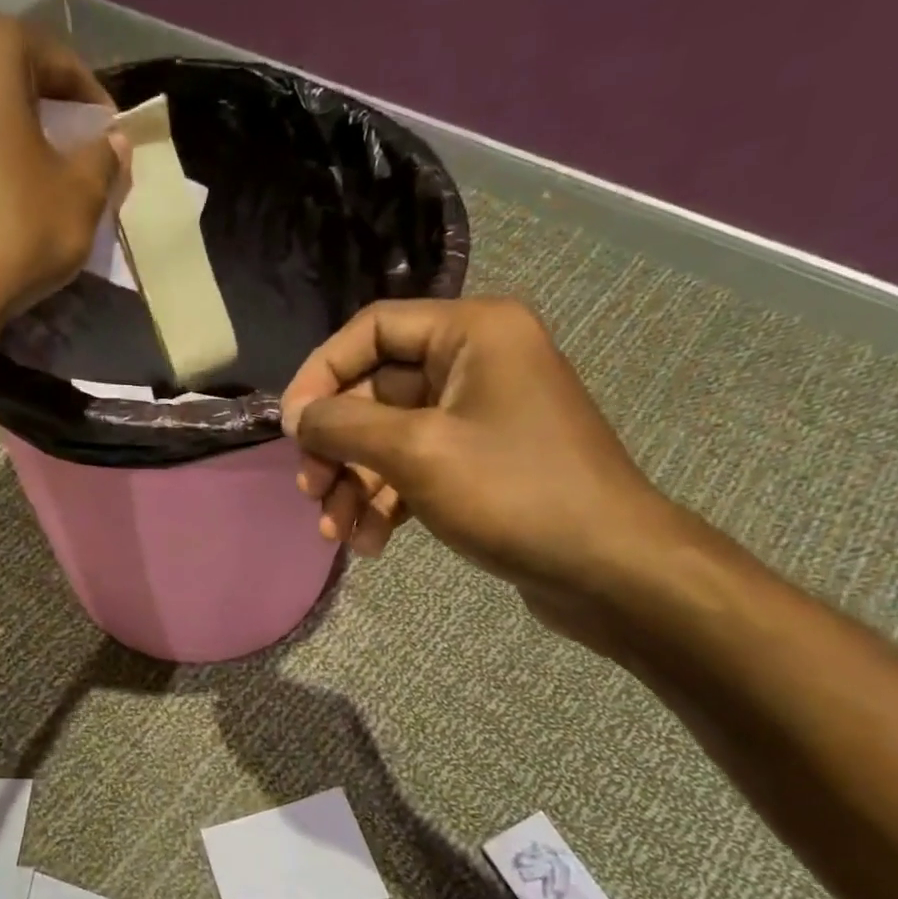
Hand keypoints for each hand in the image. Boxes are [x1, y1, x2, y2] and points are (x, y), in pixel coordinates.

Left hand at [0, 7, 124, 333]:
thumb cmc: (16, 228)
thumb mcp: (82, 194)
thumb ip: (105, 157)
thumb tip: (114, 141)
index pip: (59, 62)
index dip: (95, 105)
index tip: (114, 143)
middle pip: (15, 80)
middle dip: (52, 118)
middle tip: (82, 161)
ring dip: (18, 139)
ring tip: (46, 183)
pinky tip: (7, 199)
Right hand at [281, 297, 689, 648]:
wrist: (606, 568)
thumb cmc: (514, 493)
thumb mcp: (417, 452)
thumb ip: (345, 426)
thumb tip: (296, 415)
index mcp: (472, 332)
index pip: (371, 330)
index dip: (321, 375)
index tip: (291, 429)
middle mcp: (476, 363)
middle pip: (375, 390)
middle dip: (338, 447)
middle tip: (312, 494)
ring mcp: (479, 416)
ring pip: (390, 437)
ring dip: (356, 485)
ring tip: (338, 534)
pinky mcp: (481, 463)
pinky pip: (416, 468)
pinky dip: (387, 502)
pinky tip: (372, 544)